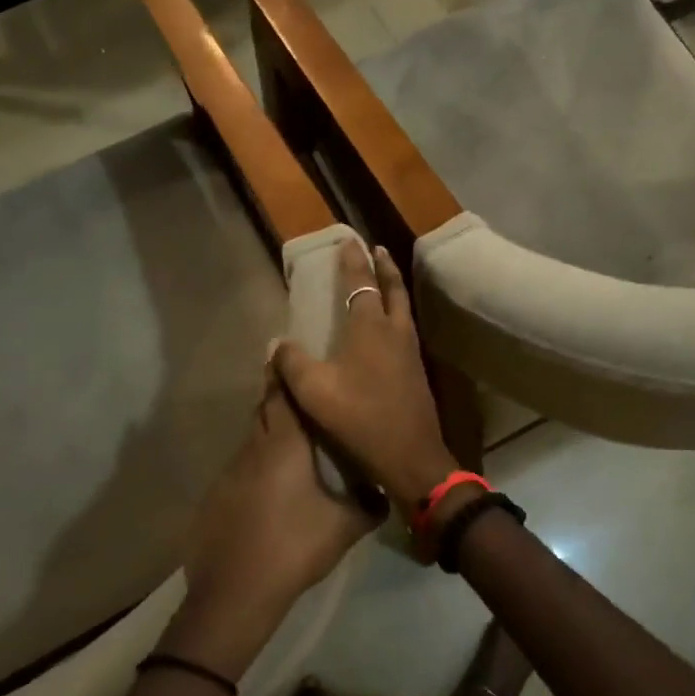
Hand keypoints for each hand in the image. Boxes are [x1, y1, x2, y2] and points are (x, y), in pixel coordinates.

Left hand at [168, 372, 379, 678]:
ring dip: (268, 434)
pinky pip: (241, 467)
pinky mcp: (217, 495)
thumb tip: (382, 493)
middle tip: (297, 393)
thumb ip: (368, 504)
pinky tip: (270, 488)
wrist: (236, 591)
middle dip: (277, 397)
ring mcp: (230, 471)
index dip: (283, 372)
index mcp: (285, 444)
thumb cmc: (295, 545)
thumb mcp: (344, 527)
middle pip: (264, 410)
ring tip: (291, 444)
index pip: (282, 394)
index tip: (284, 351)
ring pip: (252, 439)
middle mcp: (254, 448)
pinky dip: (256, 465)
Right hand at [271, 242, 458, 518]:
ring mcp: (410, 351)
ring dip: (394, 287)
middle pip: (392, 288)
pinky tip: (391, 327)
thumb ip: (292, 364)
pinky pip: (407, 328)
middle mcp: (394, 331)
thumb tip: (277, 343)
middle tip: (377, 249)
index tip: (349, 239)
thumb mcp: (314, 392)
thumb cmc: (361, 418)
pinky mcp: (417, 371)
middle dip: (383, 266)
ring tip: (386, 278)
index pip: (360, 283)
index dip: (353, 261)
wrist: (411, 455)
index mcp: (370, 328)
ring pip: (403, 307)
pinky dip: (398, 313)